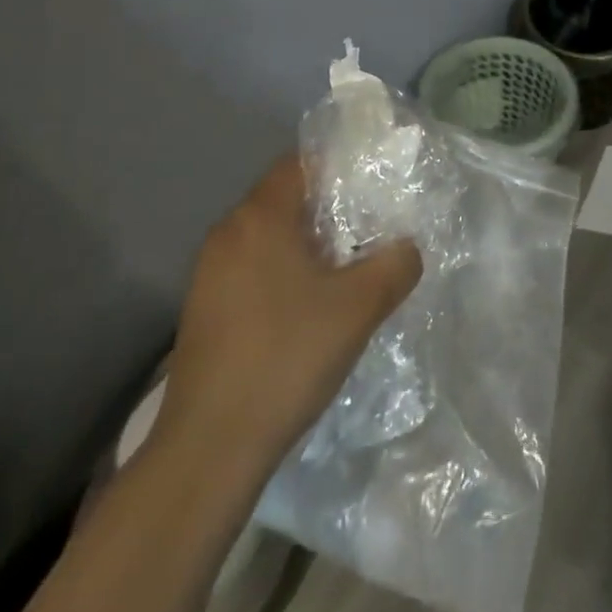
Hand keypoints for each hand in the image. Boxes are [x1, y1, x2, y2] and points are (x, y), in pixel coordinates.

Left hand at [149, 153, 422, 473]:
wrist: (209, 449)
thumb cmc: (286, 357)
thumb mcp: (359, 307)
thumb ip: (395, 264)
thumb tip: (408, 248)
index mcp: (260, 218)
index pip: (300, 162)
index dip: (340, 167)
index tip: (374, 188)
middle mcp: (228, 233)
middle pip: (285, 198)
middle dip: (329, 208)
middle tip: (370, 228)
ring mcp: (209, 274)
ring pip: (269, 237)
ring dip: (306, 244)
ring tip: (346, 269)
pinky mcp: (203, 310)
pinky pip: (252, 268)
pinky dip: (283, 272)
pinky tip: (308, 308)